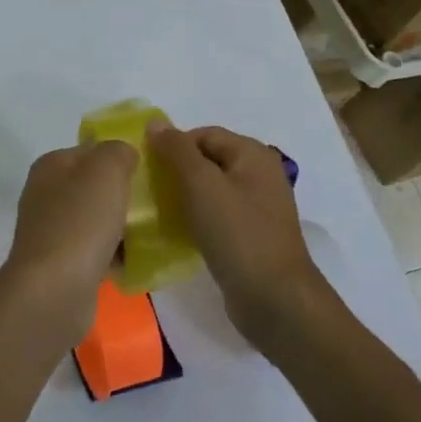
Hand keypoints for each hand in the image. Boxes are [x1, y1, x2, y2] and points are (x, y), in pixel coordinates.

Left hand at [0, 141, 137, 351]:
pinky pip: (96, 252)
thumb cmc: (80, 223)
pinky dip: (115, 255)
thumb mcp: (105, 172)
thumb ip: (118, 151)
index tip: (153, 169)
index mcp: (51, 166)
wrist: (54, 291)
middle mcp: (46, 195)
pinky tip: (139, 261)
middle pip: (94, 186)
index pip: (91, 150)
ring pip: (97, 220)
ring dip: (123, 226)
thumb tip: (124, 152)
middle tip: (159, 202)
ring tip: (156, 232)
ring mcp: (51, 232)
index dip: (121, 155)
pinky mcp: (61, 265)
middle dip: (125, 194)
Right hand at [148, 121, 337, 349]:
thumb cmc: (237, 233)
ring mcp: (257, 207)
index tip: (147, 168)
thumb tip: (155, 123)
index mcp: (253, 154)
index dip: (173, 146)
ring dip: (183, 196)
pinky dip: (196, 218)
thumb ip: (177, 150)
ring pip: (210, 189)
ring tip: (157, 211)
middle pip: (207, 160)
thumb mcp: (201, 184)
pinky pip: (217, 215)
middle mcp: (259, 175)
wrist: (274, 298)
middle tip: (148, 190)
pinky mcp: (251, 235)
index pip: (203, 134)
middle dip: (176, 171)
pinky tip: (177, 232)